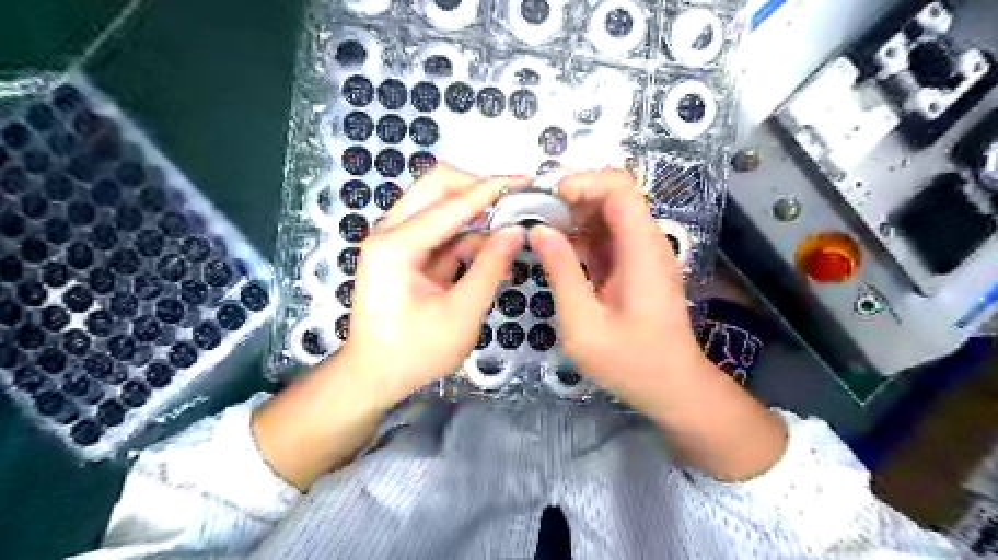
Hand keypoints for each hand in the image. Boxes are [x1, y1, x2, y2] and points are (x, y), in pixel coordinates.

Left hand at [342, 165, 529, 403]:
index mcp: (396, 245)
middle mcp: (389, 231)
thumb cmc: (414, 352)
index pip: (451, 203)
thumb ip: (490, 268)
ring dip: (474, 210)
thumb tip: (516, 231)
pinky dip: (467, 235)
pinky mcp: (404, 252)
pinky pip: (440, 230)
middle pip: (436, 186)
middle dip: (477, 188)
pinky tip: (493, 249)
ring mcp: (395, 240)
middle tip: (513, 200)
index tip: (526, 180)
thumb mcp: (461, 314)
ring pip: (438, 203)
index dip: (491, 189)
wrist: (374, 376)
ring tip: (510, 224)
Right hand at [529, 171, 699, 414]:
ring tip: (542, 235)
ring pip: (609, 215)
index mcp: (642, 250)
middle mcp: (648, 243)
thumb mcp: (584, 324)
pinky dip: (582, 238)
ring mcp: (644, 254)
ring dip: (575, 218)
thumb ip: (562, 273)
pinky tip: (560, 255)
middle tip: (537, 218)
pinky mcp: (636, 266)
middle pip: (614, 195)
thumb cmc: (630, 362)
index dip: (583, 182)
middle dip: (573, 199)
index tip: (549, 200)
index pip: (620, 188)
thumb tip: (539, 231)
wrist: (672, 387)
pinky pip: (608, 238)